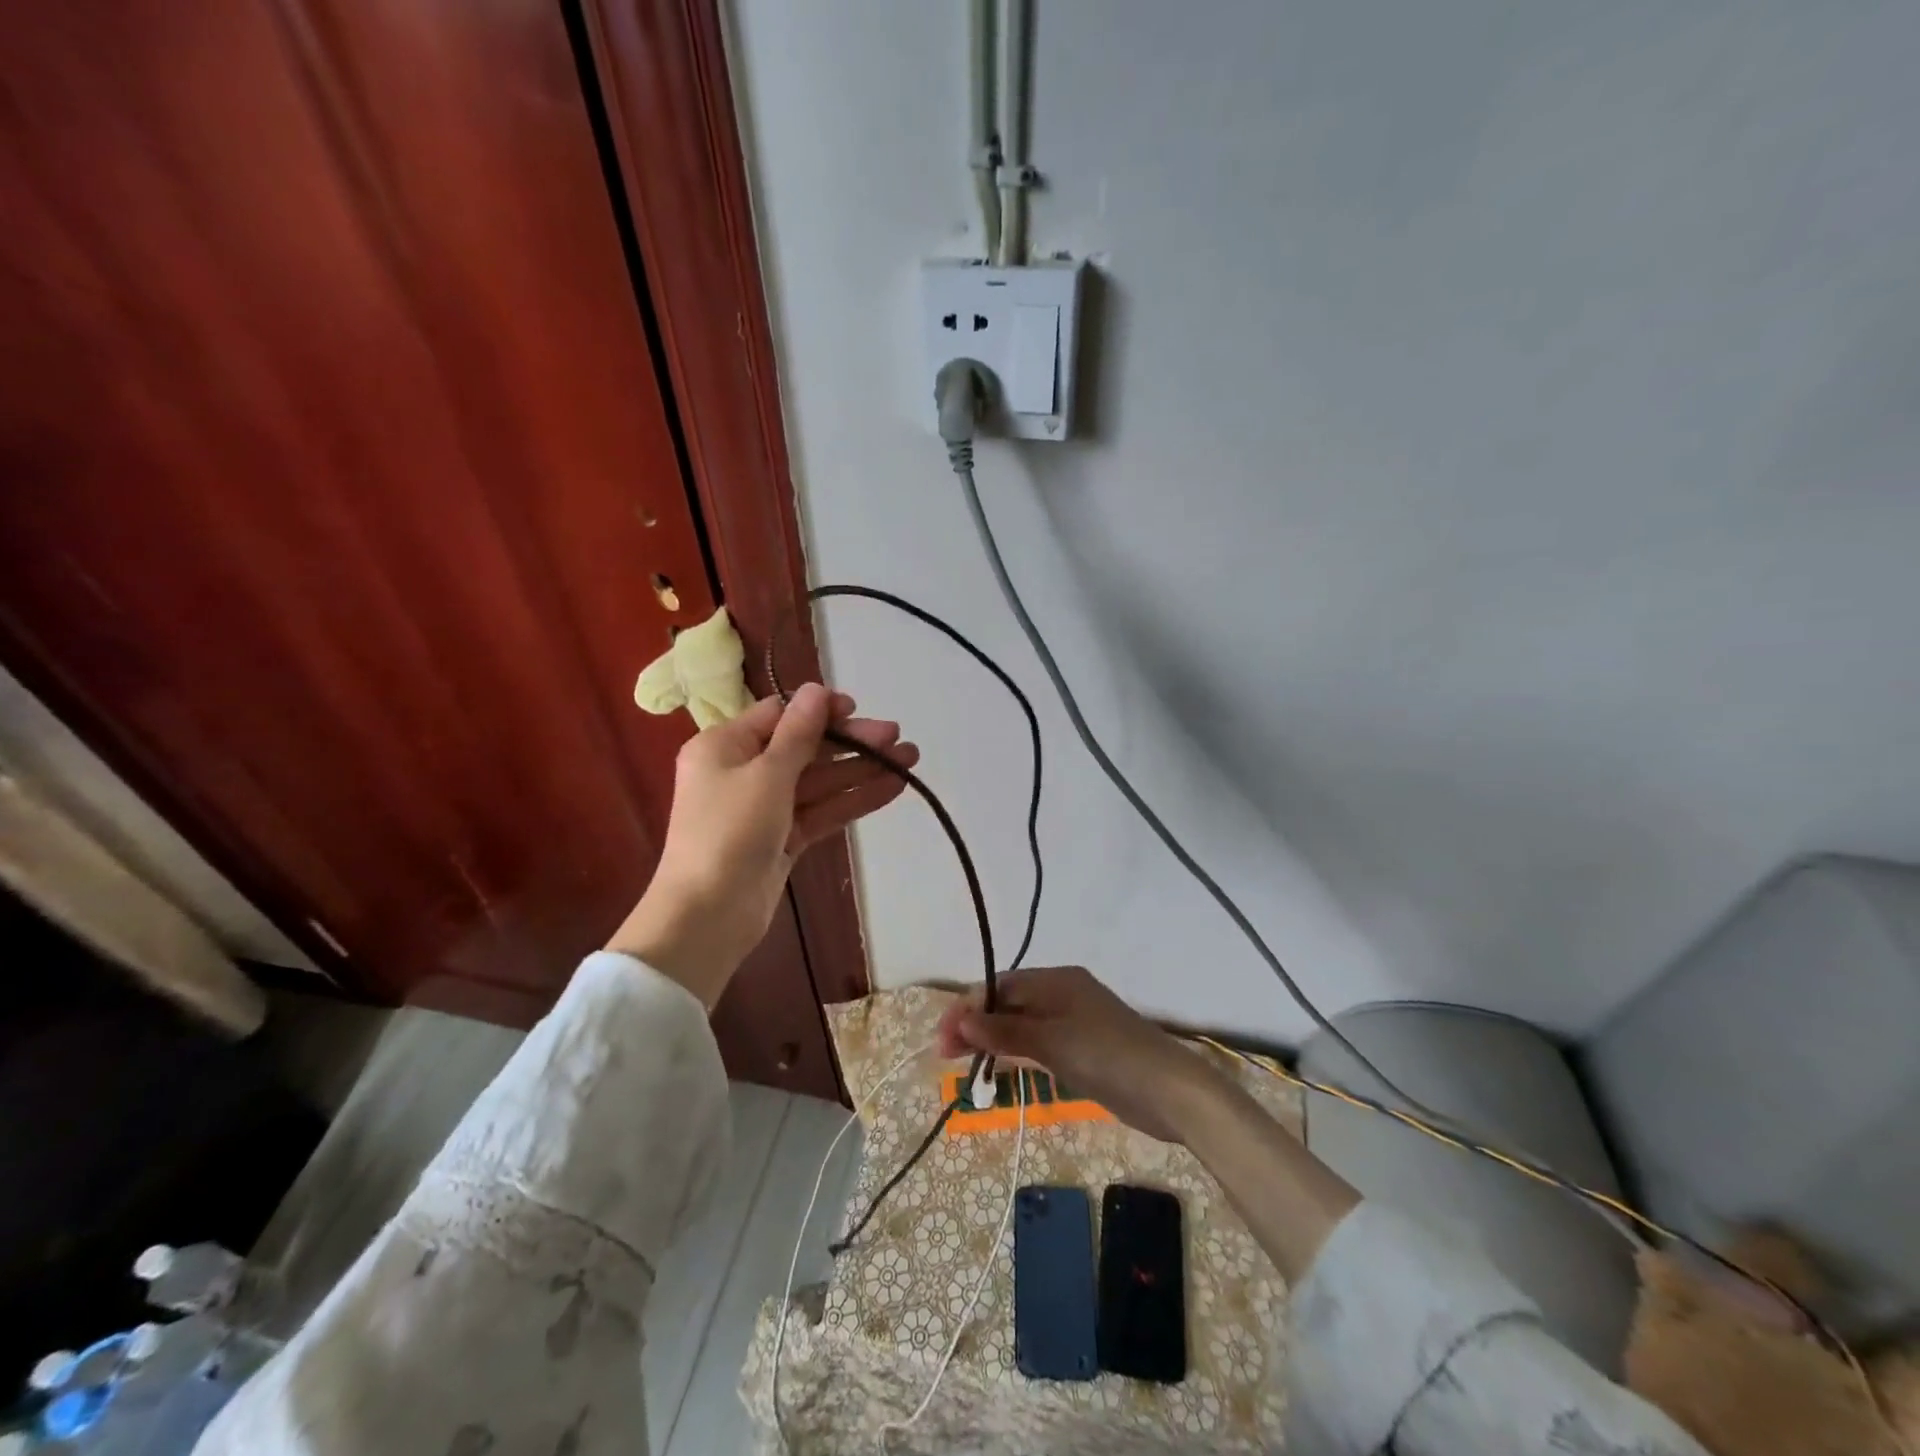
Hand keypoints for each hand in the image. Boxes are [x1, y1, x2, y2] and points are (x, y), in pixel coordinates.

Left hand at [609, 684, 917, 1004]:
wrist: (707, 916)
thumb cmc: (730, 832)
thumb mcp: (767, 774)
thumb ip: (799, 733)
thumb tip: (817, 689)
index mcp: (724, 746)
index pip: (779, 715)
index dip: (820, 711)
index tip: (858, 711)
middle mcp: (743, 772)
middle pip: (805, 748)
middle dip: (851, 743)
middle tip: (897, 738)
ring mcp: (765, 808)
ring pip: (819, 781)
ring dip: (861, 770)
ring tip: (909, 759)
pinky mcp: (783, 839)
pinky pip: (821, 811)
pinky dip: (853, 800)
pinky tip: (892, 789)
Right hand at [935, 966, 1226, 1142]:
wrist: (1169, 1091)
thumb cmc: (1107, 1055)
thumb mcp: (1052, 1041)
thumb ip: (1005, 1032)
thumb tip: (961, 1022)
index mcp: (1056, 980)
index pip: (1000, 985)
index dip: (968, 1007)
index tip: (943, 1037)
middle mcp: (1062, 995)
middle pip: (1008, 1003)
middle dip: (976, 1024)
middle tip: (945, 1055)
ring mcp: (1074, 1023)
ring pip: (1022, 1025)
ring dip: (993, 1039)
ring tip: (963, 1063)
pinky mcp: (1082, 1050)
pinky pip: (1038, 1044)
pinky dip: (1016, 1052)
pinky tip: (1000, 1067)